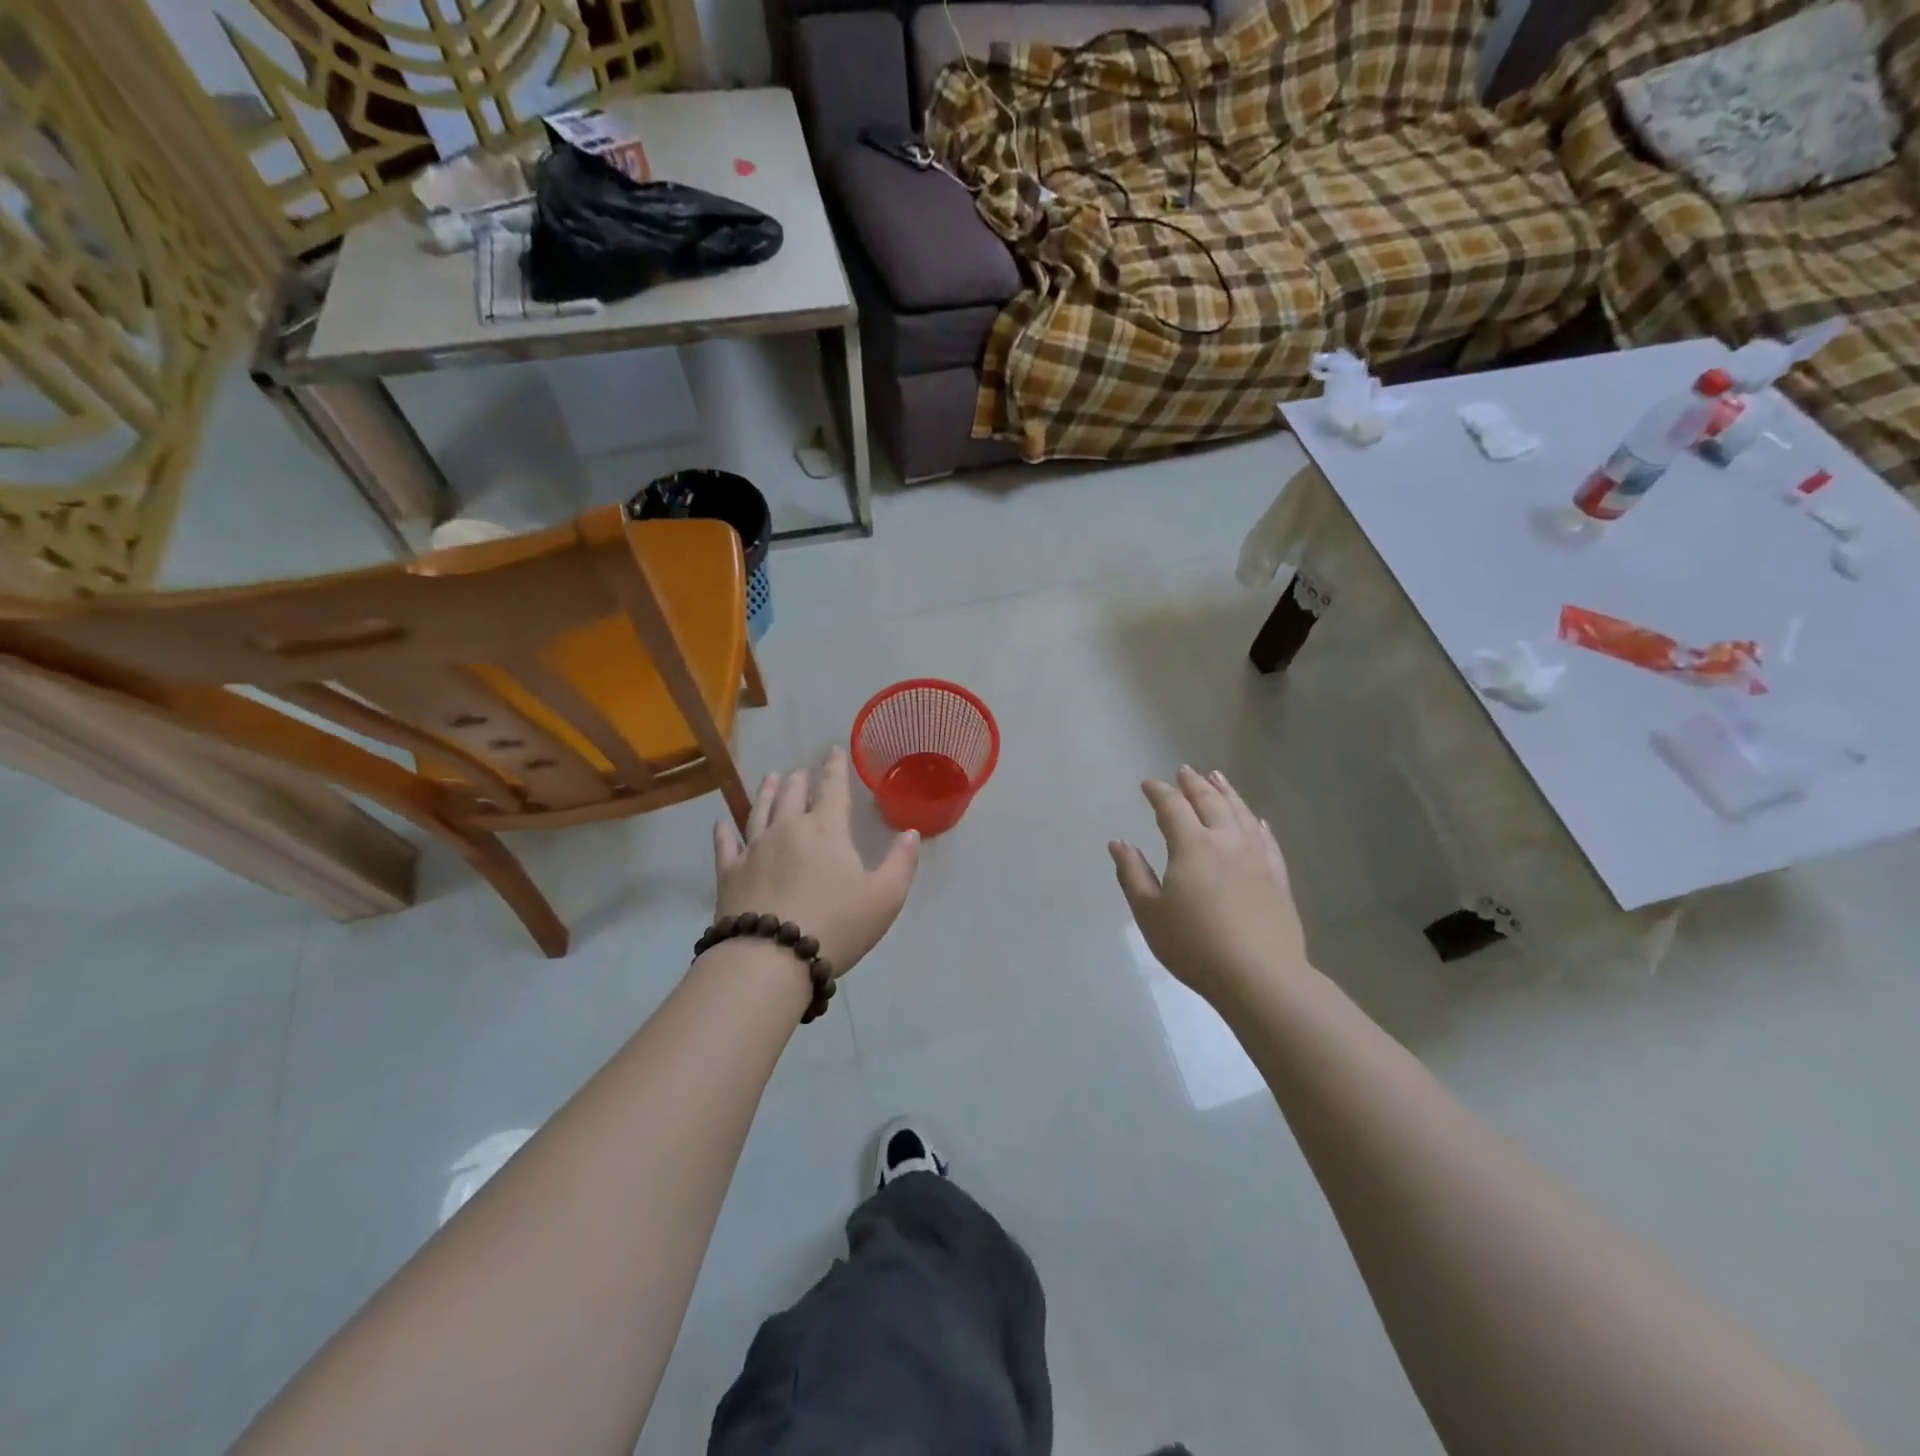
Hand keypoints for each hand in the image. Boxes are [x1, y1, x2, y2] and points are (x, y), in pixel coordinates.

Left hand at [713, 747, 919, 975]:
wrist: (770, 958)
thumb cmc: (836, 925)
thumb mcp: (885, 898)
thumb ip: (901, 862)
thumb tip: (911, 832)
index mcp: (826, 830)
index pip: (832, 789)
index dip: (835, 768)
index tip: (833, 751)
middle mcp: (788, 829)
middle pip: (792, 794)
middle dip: (799, 779)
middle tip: (801, 771)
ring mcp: (754, 849)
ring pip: (760, 810)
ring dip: (767, 792)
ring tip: (770, 778)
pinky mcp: (729, 873)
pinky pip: (725, 844)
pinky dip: (724, 831)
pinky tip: (722, 823)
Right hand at [1109, 766, 1306, 1002]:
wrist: (1260, 976)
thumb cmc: (1195, 945)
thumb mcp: (1150, 913)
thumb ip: (1133, 874)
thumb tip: (1118, 842)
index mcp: (1192, 846)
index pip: (1172, 807)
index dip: (1158, 792)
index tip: (1148, 784)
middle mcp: (1226, 841)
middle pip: (1210, 802)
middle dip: (1194, 784)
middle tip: (1184, 770)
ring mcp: (1256, 857)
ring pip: (1241, 813)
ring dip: (1226, 793)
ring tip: (1217, 778)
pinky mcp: (1277, 877)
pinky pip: (1266, 840)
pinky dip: (1257, 824)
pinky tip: (1256, 820)